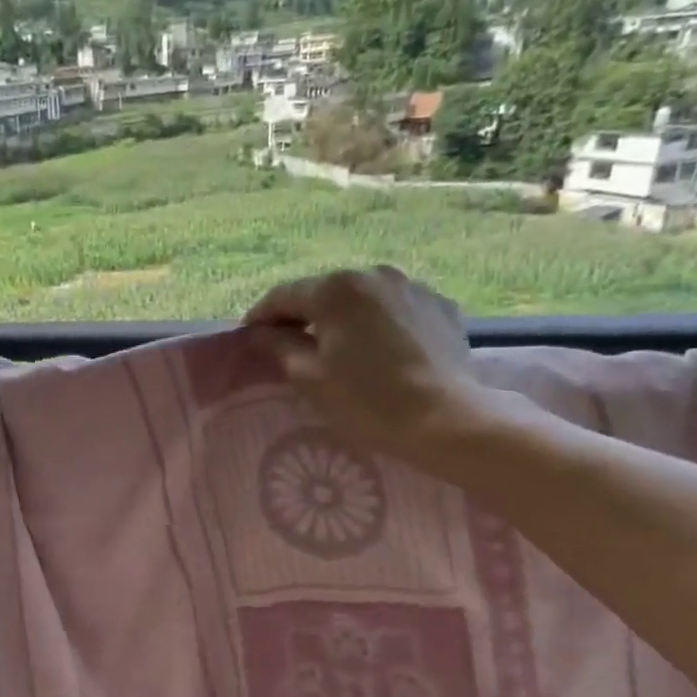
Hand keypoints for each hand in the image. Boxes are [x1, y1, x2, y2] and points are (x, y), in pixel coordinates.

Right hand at [243, 267, 492, 459]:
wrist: (447, 421)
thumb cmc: (366, 401)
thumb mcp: (308, 377)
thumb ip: (277, 346)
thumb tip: (258, 333)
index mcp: (335, 289)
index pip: (282, 296)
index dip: (260, 317)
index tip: (249, 339)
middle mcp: (373, 275)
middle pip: (322, 292)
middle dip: (303, 316)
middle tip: (290, 346)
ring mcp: (412, 287)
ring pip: (361, 298)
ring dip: (343, 317)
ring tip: (338, 347)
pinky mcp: (441, 305)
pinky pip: (394, 308)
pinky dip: (379, 323)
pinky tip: (379, 350)